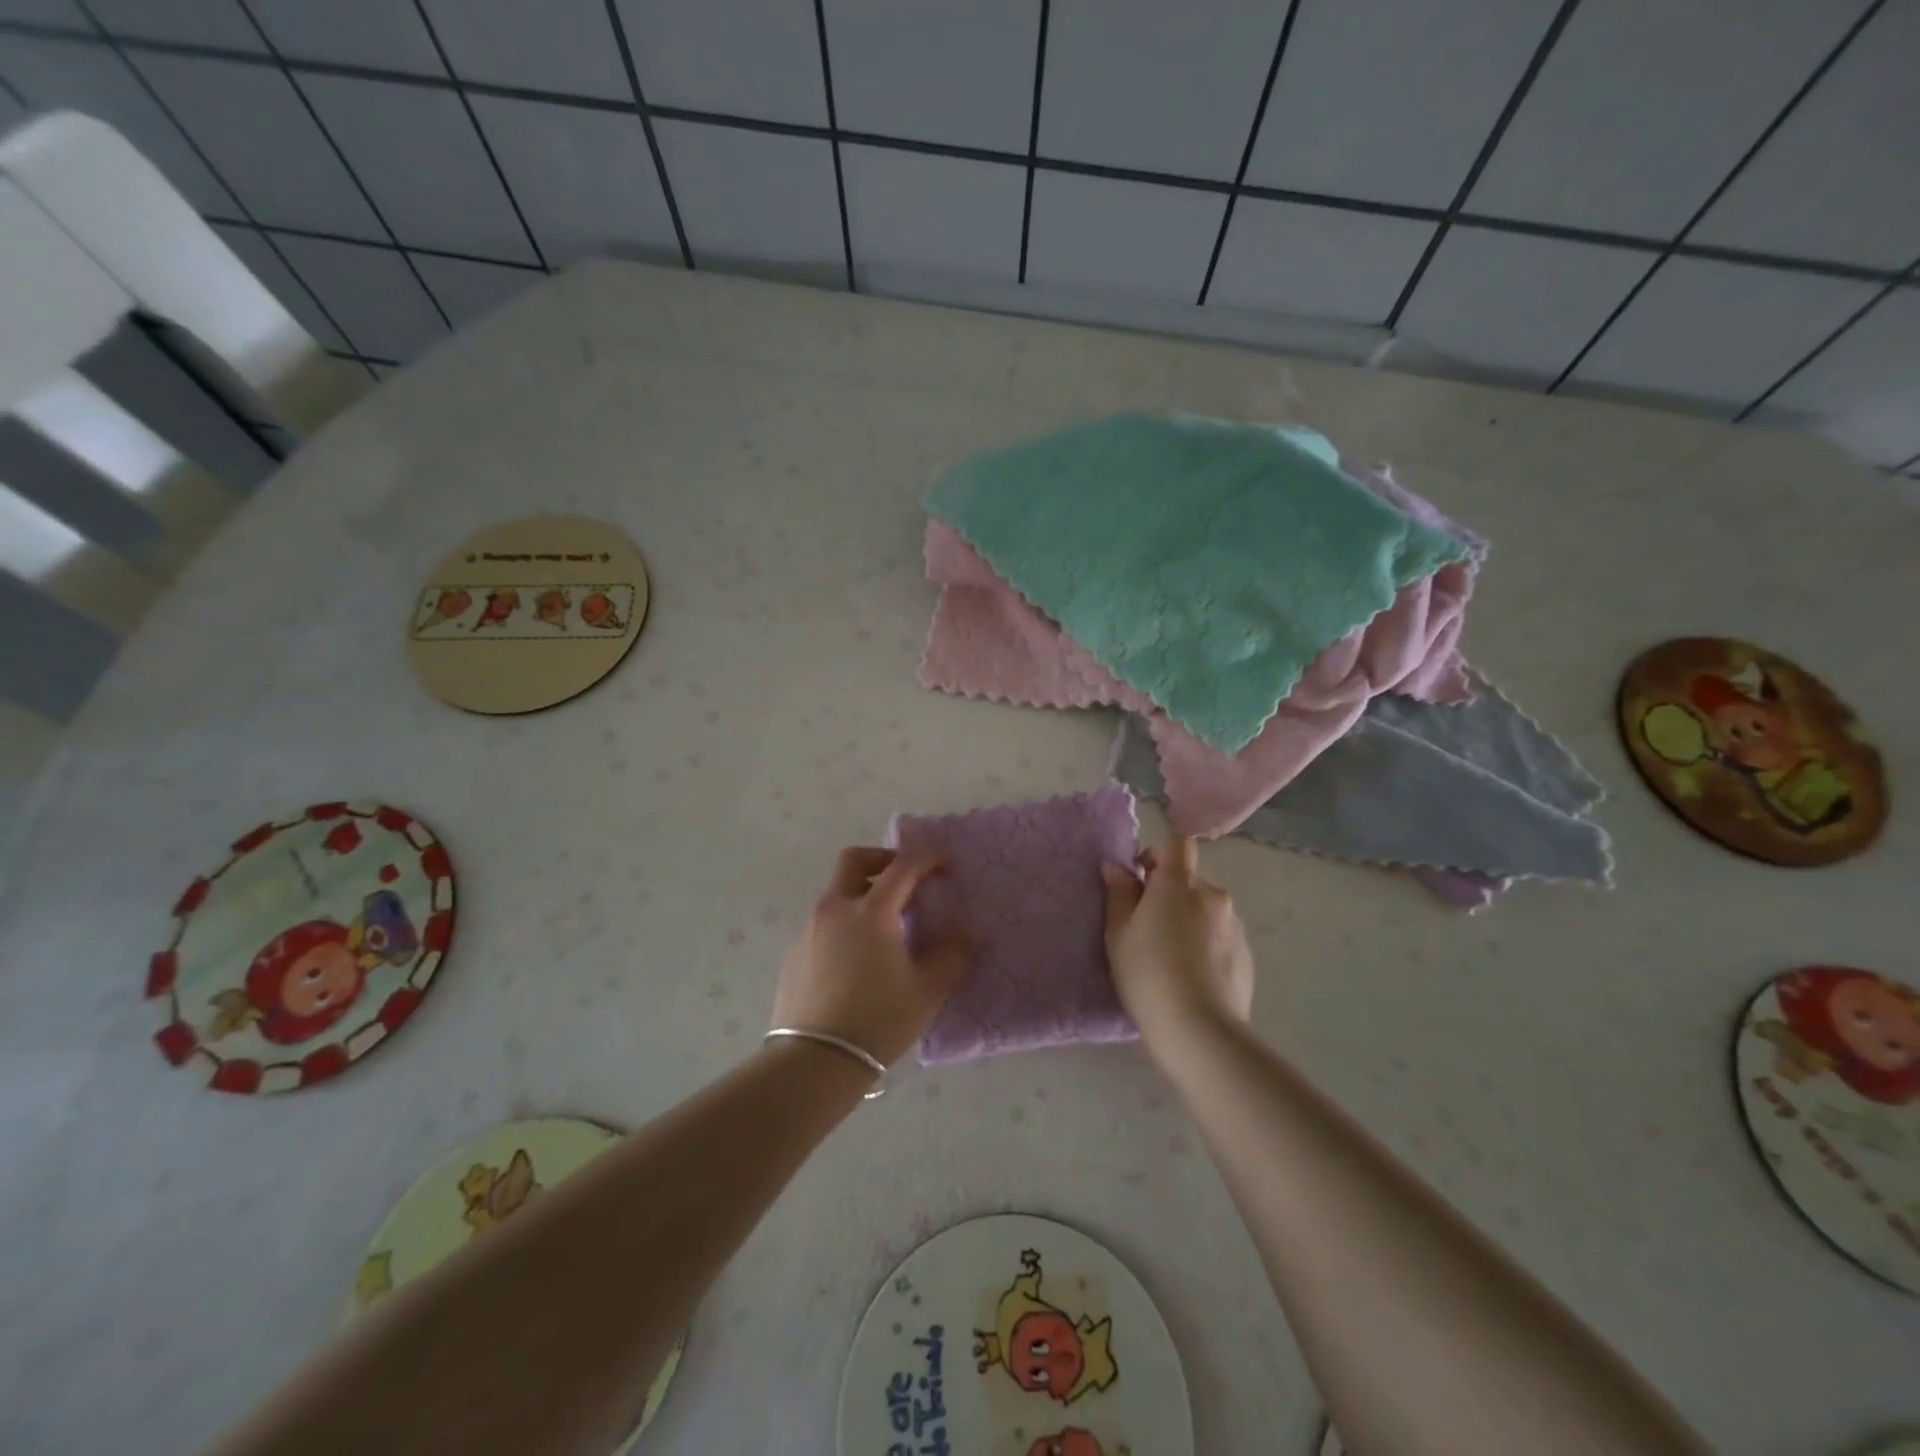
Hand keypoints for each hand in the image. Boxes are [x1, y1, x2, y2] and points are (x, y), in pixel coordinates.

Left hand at [769, 847, 970, 1068]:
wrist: (814, 1061)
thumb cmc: (878, 1020)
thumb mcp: (927, 990)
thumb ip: (951, 955)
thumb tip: (967, 933)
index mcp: (871, 911)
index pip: (902, 866)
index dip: (927, 859)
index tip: (944, 866)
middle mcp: (835, 909)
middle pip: (854, 860)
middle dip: (882, 859)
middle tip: (905, 879)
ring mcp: (809, 929)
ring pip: (836, 891)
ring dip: (861, 892)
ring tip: (885, 925)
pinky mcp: (794, 953)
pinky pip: (823, 921)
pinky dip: (845, 921)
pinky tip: (857, 956)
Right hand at [1101, 835, 1253, 1047]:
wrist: (1199, 1031)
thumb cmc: (1148, 974)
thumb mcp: (1118, 933)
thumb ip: (1119, 894)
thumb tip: (1116, 866)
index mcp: (1178, 884)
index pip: (1178, 845)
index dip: (1160, 855)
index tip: (1142, 879)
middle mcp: (1212, 895)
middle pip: (1190, 881)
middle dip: (1171, 895)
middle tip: (1148, 929)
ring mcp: (1234, 926)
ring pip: (1206, 911)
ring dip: (1190, 921)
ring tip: (1173, 959)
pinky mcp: (1246, 955)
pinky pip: (1221, 937)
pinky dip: (1207, 946)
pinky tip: (1193, 977)